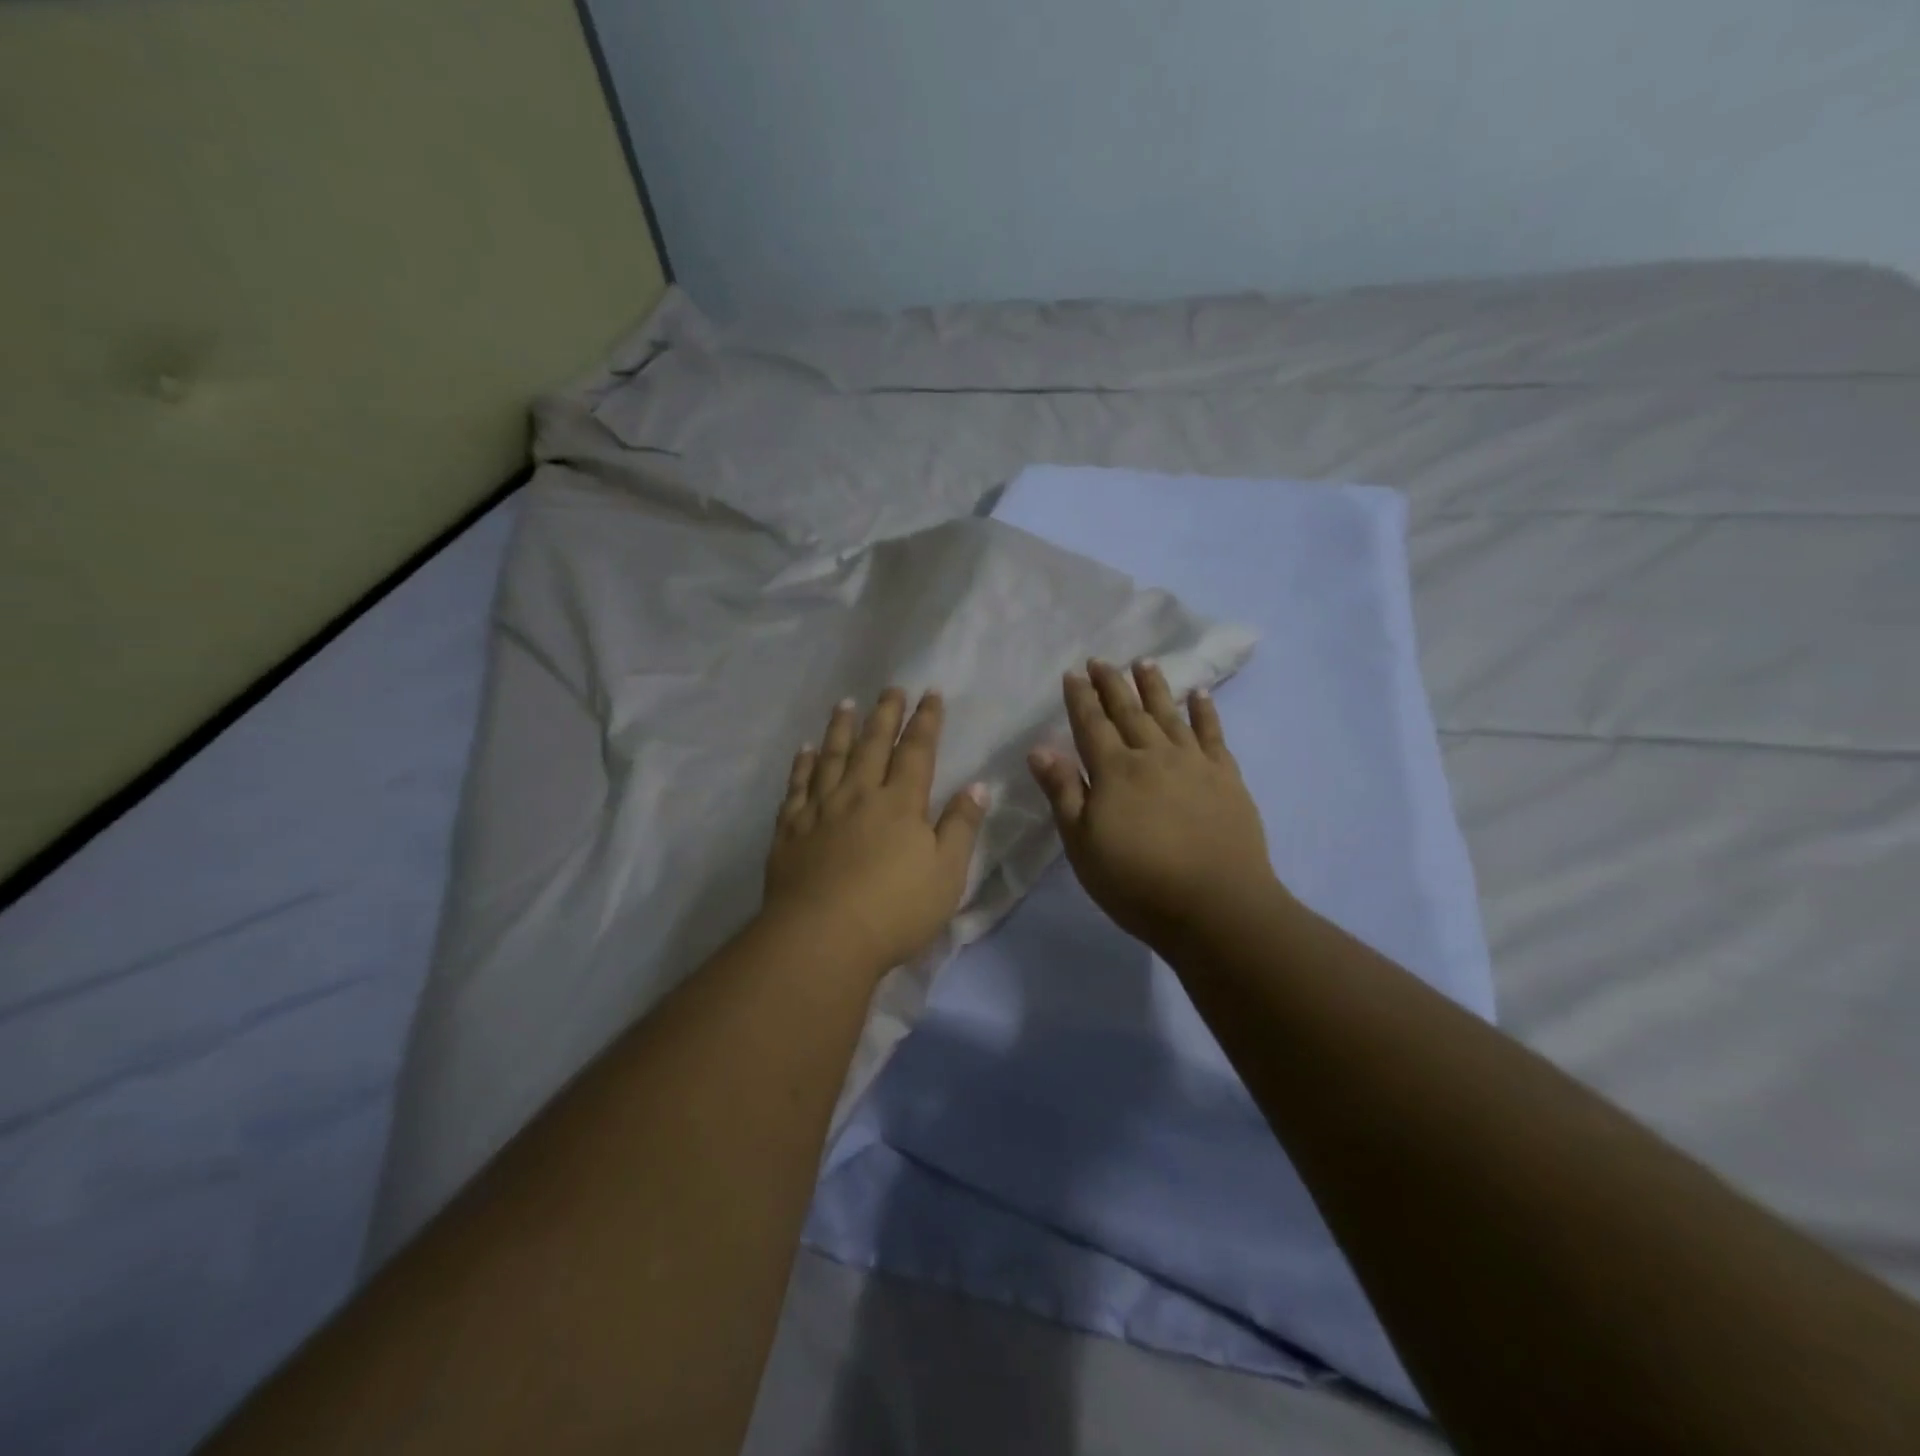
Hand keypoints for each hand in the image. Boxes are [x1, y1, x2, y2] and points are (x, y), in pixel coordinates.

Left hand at [763, 688, 988, 978]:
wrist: (822, 938)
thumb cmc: (895, 909)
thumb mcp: (946, 872)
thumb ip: (961, 826)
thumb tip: (977, 785)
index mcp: (900, 802)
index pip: (917, 751)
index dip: (926, 721)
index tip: (930, 693)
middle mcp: (859, 794)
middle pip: (874, 744)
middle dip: (886, 714)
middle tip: (891, 688)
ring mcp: (821, 809)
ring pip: (832, 757)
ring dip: (841, 728)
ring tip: (846, 704)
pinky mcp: (791, 829)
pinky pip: (797, 786)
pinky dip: (802, 764)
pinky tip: (804, 750)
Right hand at [1028, 659, 1279, 953]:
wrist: (1217, 905)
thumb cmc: (1137, 882)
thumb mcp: (1083, 845)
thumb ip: (1063, 793)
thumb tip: (1039, 749)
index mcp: (1114, 771)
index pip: (1091, 724)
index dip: (1080, 698)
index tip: (1072, 673)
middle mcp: (1153, 755)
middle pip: (1129, 711)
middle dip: (1112, 684)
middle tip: (1101, 661)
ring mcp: (1193, 763)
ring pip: (1169, 714)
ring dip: (1155, 687)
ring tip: (1144, 662)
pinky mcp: (1226, 777)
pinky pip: (1213, 734)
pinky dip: (1205, 711)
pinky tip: (1200, 694)